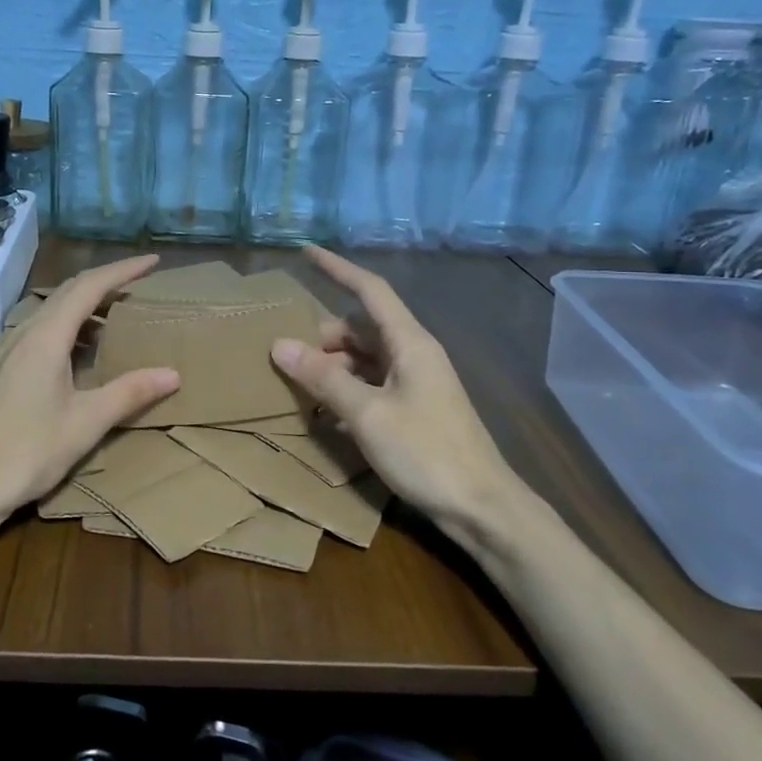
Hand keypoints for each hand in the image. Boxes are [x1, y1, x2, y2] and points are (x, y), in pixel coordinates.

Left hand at [0, 255, 179, 535]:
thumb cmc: (26, 452)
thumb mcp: (85, 423)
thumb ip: (128, 393)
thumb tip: (172, 373)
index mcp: (47, 338)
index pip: (88, 288)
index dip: (122, 271)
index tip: (153, 261)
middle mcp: (27, 335)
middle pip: (69, 293)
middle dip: (106, 282)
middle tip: (141, 284)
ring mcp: (12, 353)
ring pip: (54, 313)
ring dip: (88, 306)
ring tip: (120, 314)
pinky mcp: (7, 373)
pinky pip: (45, 333)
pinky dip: (73, 329)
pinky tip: (85, 353)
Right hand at [270, 247, 521, 529]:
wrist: (481, 508)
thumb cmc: (426, 452)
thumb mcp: (367, 414)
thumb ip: (324, 378)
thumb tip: (279, 345)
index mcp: (410, 343)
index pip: (370, 290)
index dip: (337, 269)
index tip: (306, 252)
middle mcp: (414, 354)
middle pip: (361, 328)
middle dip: (323, 337)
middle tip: (287, 357)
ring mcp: (416, 383)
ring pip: (364, 359)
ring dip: (332, 368)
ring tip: (300, 388)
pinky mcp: (414, 410)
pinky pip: (371, 385)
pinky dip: (346, 391)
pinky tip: (324, 414)